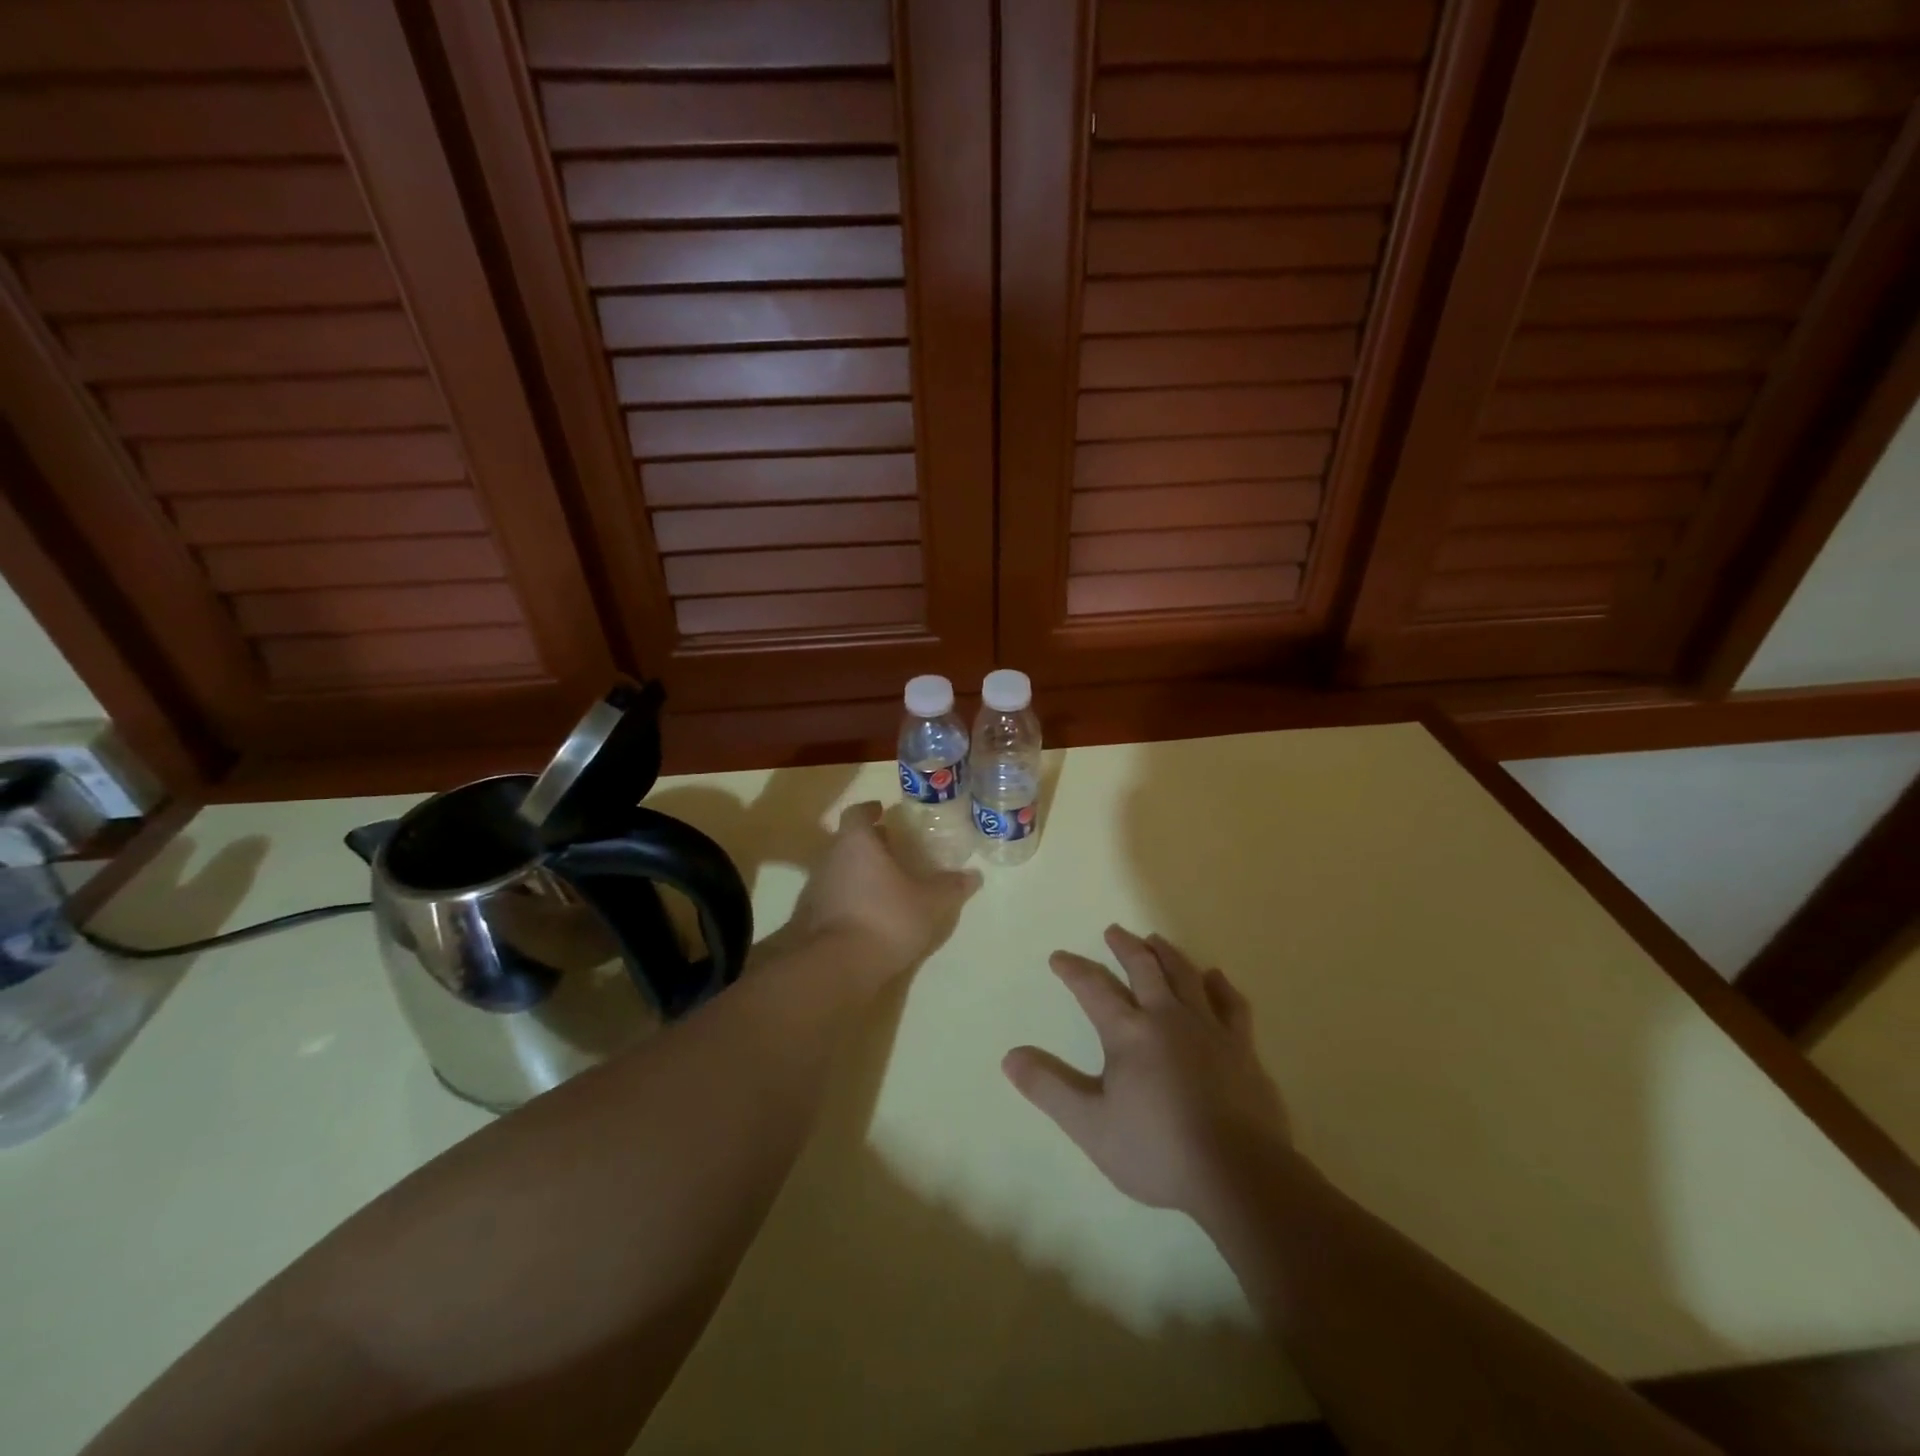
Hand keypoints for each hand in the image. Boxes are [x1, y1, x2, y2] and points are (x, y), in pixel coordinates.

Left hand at [781, 801, 979, 985]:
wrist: (834, 966)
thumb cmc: (884, 919)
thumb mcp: (929, 903)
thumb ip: (950, 887)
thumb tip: (973, 875)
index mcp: (856, 842)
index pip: (857, 813)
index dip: (870, 810)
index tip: (882, 812)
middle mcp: (830, 858)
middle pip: (847, 841)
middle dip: (869, 843)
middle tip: (893, 849)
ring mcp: (814, 888)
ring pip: (838, 869)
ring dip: (858, 872)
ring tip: (884, 884)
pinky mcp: (808, 918)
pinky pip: (832, 897)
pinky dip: (848, 898)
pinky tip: (868, 914)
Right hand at [1004, 926, 1290, 1218]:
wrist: (1238, 1174)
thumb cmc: (1157, 1151)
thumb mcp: (1090, 1125)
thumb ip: (1049, 1088)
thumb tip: (1009, 1056)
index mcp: (1129, 1032)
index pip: (1093, 988)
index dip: (1073, 970)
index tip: (1059, 957)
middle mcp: (1168, 1017)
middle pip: (1143, 968)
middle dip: (1124, 947)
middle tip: (1113, 931)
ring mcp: (1209, 1029)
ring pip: (1185, 976)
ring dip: (1166, 954)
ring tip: (1155, 940)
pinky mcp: (1242, 1048)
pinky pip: (1231, 1004)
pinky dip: (1220, 986)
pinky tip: (1215, 977)